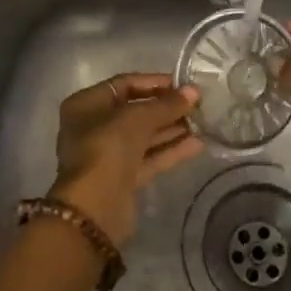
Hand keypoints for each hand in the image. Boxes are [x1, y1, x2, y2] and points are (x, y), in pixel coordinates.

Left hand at [50, 73, 202, 246]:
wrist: (94, 208)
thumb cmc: (107, 148)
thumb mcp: (138, 118)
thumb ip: (166, 104)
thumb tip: (194, 91)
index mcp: (87, 104)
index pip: (124, 84)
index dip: (154, 82)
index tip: (183, 84)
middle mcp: (94, 126)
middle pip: (135, 111)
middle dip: (166, 108)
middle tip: (198, 105)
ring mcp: (108, 154)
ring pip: (144, 136)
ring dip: (172, 129)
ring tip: (203, 122)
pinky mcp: (123, 178)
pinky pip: (149, 158)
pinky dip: (170, 150)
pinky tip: (198, 144)